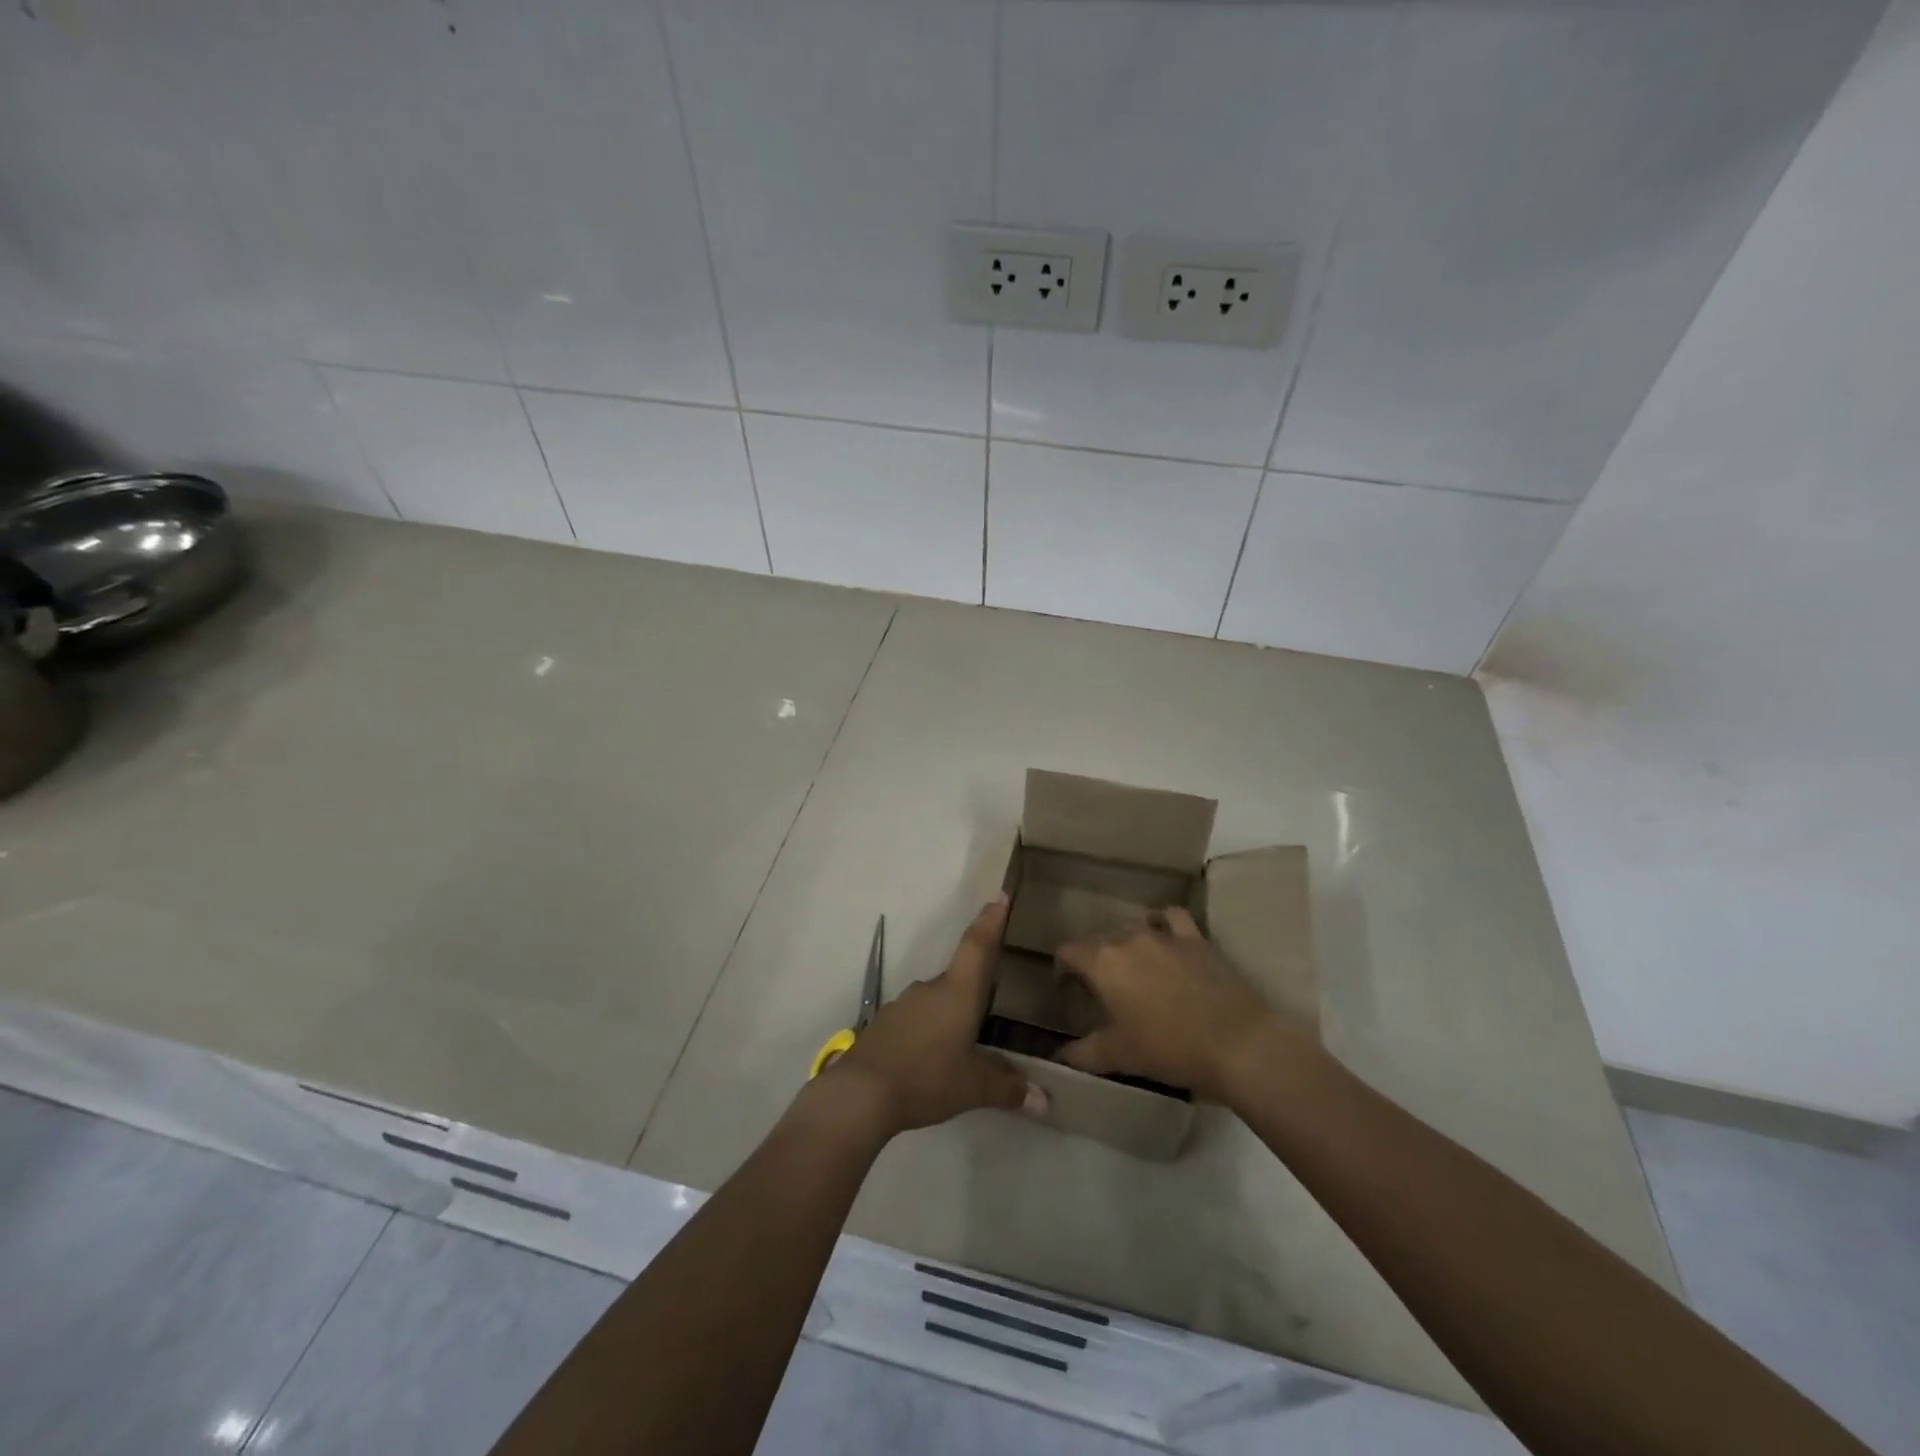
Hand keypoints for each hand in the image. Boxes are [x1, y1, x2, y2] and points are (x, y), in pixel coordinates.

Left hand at [820, 896, 1045, 1136]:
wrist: (860, 1093)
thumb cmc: (926, 1078)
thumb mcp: (973, 1087)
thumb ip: (1007, 1087)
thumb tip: (1043, 1099)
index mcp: (957, 992)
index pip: (977, 946)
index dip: (990, 921)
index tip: (998, 896)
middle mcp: (929, 989)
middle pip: (958, 978)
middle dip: (975, 990)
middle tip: (992, 1004)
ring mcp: (903, 1005)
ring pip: (936, 1001)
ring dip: (950, 1015)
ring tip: (964, 1042)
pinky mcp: (884, 1025)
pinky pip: (916, 1020)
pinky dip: (928, 1031)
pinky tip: (932, 1058)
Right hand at [1056, 907, 1308, 1103]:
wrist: (1237, 1044)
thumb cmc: (1169, 1049)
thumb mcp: (1119, 1056)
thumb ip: (1083, 1053)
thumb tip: (1059, 1057)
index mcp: (1103, 962)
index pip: (1069, 951)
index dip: (1062, 968)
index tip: (1066, 989)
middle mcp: (1129, 938)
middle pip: (1099, 939)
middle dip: (1094, 959)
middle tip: (1100, 988)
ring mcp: (1165, 935)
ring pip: (1133, 927)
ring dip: (1125, 943)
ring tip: (1131, 965)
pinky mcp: (1196, 939)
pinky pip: (1171, 917)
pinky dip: (1162, 921)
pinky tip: (1162, 934)